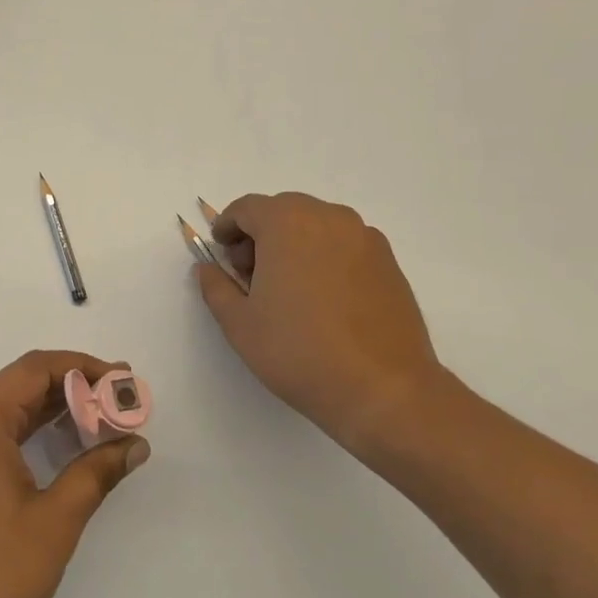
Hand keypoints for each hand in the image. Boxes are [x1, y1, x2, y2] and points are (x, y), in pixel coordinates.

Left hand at [0, 351, 147, 597]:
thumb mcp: (54, 521)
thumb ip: (96, 472)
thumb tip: (135, 444)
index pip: (35, 369)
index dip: (83, 367)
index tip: (122, 379)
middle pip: (21, 385)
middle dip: (73, 389)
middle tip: (120, 401)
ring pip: (8, 411)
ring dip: (53, 412)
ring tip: (102, 422)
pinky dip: (30, 434)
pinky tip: (62, 448)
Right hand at [195, 192, 447, 456]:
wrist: (384, 389)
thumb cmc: (299, 352)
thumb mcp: (240, 324)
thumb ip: (216, 286)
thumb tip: (208, 268)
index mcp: (287, 223)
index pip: (247, 208)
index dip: (227, 227)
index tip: (221, 252)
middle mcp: (328, 217)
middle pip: (283, 211)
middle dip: (260, 234)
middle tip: (250, 274)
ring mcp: (364, 237)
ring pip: (316, 225)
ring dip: (294, 243)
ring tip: (289, 288)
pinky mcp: (388, 261)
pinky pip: (344, 244)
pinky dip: (325, 256)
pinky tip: (323, 298)